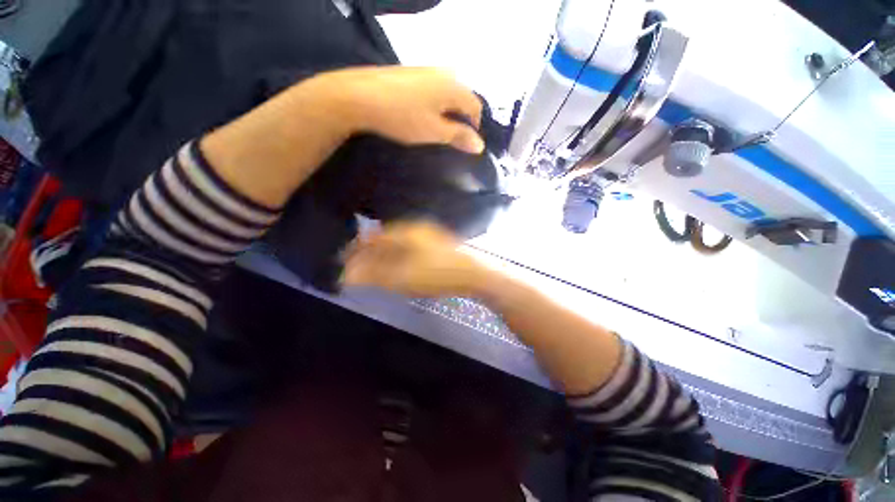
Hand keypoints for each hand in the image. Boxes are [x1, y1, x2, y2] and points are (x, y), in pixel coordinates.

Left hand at [312, 66, 484, 153]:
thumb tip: (480, 145)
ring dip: (447, 111)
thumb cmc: (403, 117)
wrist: (360, 96)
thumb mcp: (434, 131)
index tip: (465, 144)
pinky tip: (421, 114)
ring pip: (446, 93)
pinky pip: (432, 89)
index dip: (474, 127)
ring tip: (435, 128)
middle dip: (461, 118)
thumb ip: (458, 136)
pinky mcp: (410, 73)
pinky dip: (433, 104)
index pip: (475, 106)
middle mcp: (444, 73)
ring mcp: (425, 70)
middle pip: (462, 98)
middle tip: (450, 137)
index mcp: (453, 86)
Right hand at [341, 221, 487, 297]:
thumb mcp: (402, 277)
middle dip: (370, 252)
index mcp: (405, 232)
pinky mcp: (438, 245)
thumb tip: (347, 275)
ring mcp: (429, 236)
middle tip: (359, 266)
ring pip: (399, 243)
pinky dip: (399, 257)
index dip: (357, 248)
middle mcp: (416, 229)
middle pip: (385, 238)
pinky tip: (400, 266)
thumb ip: (374, 275)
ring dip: (385, 254)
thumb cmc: (436, 273)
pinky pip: (411, 248)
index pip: (373, 237)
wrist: (473, 274)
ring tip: (376, 267)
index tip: (344, 259)